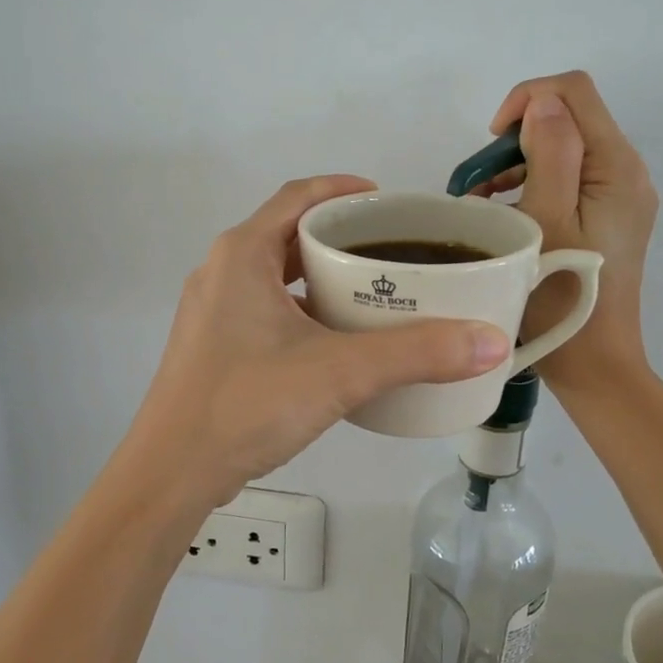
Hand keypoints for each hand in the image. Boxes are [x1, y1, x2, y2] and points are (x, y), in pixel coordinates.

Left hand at [128, 175, 510, 509]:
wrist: (171, 473)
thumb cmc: (247, 404)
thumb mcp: (340, 372)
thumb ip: (417, 353)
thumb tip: (491, 341)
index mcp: (242, 254)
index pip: (298, 196)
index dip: (343, 189)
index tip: (387, 201)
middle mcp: (222, 271)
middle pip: (288, 233)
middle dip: (339, 236)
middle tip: (392, 250)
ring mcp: (212, 310)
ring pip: (276, 274)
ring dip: (320, 275)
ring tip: (373, 290)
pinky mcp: (213, 345)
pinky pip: (265, 307)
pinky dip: (302, 308)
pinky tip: (335, 338)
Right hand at [475, 72, 656, 391]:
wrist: (594, 363)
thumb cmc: (561, 294)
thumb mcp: (546, 219)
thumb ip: (550, 152)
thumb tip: (542, 105)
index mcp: (616, 166)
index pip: (574, 91)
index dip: (527, 99)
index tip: (490, 143)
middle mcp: (627, 172)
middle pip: (570, 117)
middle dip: (517, 136)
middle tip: (478, 181)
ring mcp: (620, 196)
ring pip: (565, 148)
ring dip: (519, 161)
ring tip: (482, 200)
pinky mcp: (609, 217)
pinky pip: (569, 178)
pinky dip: (533, 182)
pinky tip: (504, 212)